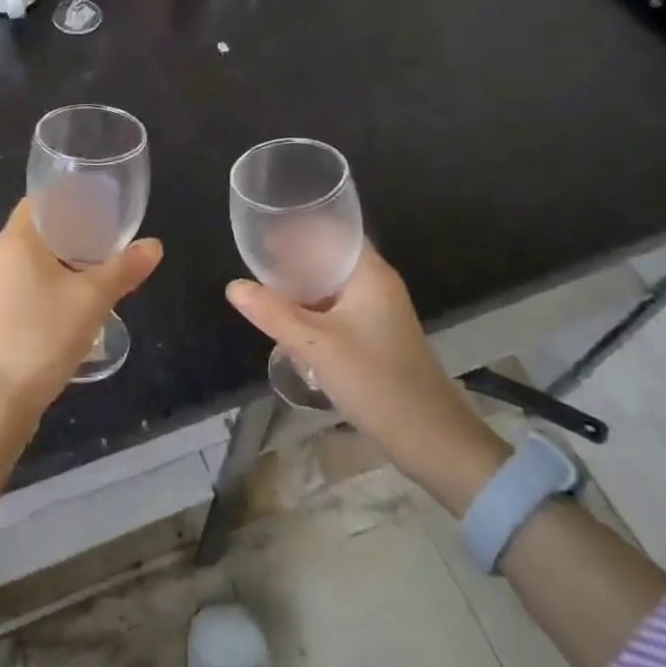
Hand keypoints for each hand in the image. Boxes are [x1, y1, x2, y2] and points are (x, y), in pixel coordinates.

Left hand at [0, 199, 162, 414]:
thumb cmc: (44, 336)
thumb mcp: (93, 299)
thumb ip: (125, 269)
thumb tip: (155, 245)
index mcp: (15, 241)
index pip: (39, 201)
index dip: (68, 198)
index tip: (98, 205)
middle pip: (36, 230)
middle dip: (71, 231)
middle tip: (107, 236)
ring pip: (30, 260)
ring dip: (60, 259)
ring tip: (96, 267)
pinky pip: (24, 283)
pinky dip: (48, 282)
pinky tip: (72, 300)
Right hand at [227, 241, 507, 508]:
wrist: (432, 440)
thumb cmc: (375, 380)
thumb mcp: (315, 345)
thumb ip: (273, 313)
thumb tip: (233, 286)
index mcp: (369, 273)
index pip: (333, 231)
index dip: (299, 226)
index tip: (265, 228)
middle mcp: (376, 284)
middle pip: (329, 257)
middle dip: (294, 257)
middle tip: (256, 258)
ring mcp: (378, 311)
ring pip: (331, 286)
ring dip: (302, 286)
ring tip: (264, 287)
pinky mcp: (376, 336)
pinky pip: (337, 309)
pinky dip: (313, 309)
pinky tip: (288, 321)